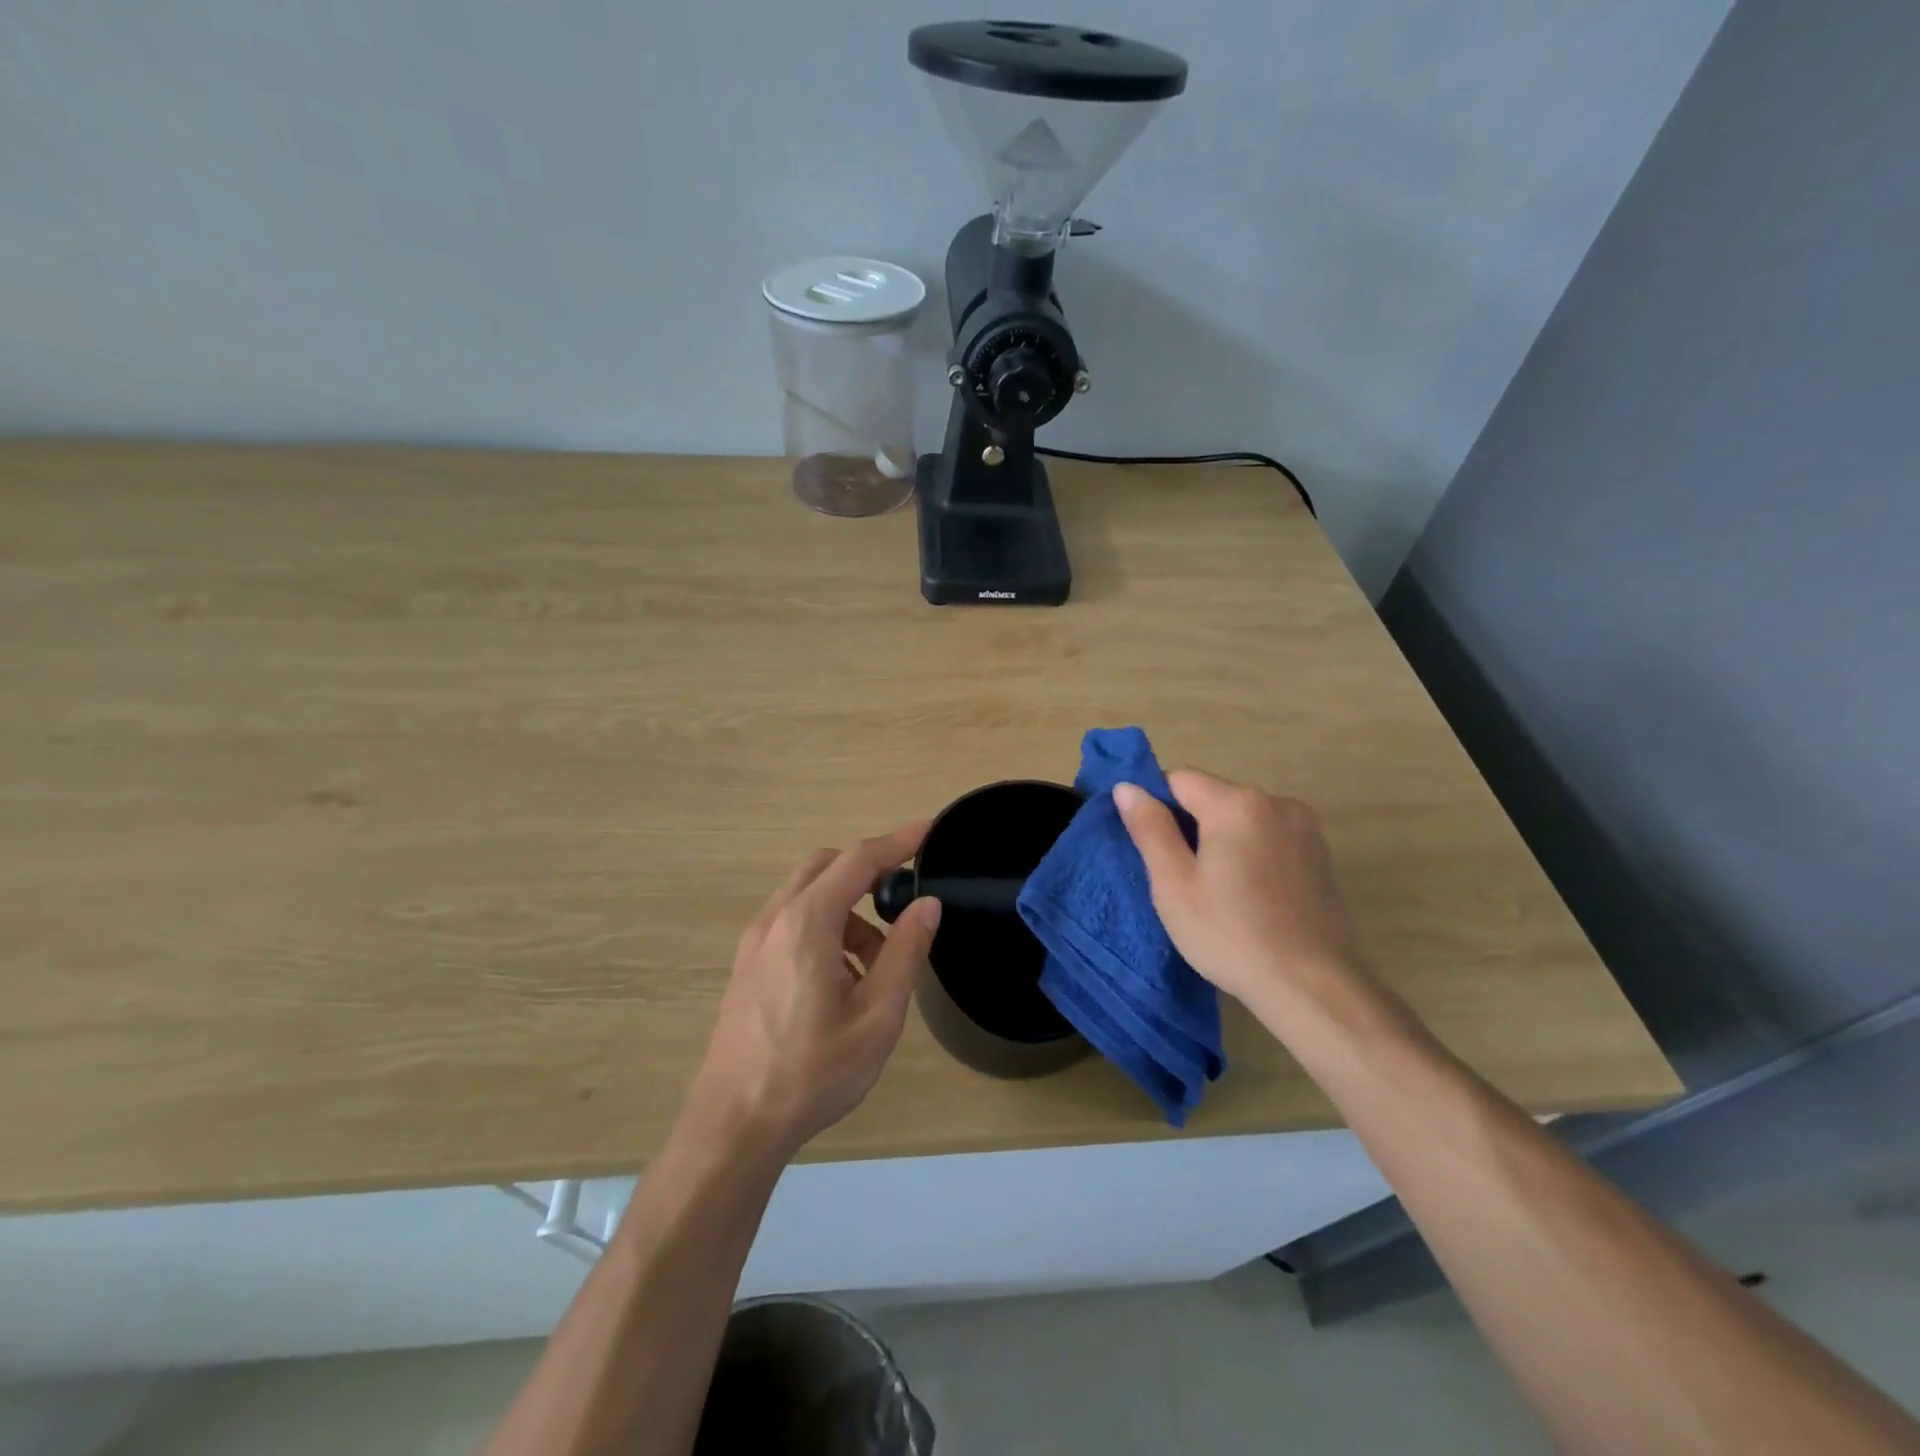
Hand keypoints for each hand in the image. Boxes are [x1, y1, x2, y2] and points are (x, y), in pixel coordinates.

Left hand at [686, 824, 941, 1159]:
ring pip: (807, 896)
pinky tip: (842, 981)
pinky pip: (792, 923)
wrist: (732, 1126)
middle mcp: (775, 919)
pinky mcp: (747, 966)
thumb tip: (926, 903)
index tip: (930, 829)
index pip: (858, 860)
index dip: (897, 841)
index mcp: (807, 922)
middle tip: (903, 900)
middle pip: (826, 867)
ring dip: (848, 910)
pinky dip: (825, 928)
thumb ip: (905, 952)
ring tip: (877, 965)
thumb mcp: (877, 1016)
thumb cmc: (812, 1072)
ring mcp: (755, 943)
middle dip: (868, 872)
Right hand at [1114, 771, 1368, 1018]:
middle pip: (1214, 797)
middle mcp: (1276, 802)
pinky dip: (1251, 854)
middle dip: (1190, 825)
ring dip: (1222, 840)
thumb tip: (1127, 787)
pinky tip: (1250, 896)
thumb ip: (1150, 828)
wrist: (1313, 987)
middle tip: (1179, 877)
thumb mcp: (1174, 883)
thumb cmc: (1231, 934)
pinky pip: (1270, 838)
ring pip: (1243, 819)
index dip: (1156, 806)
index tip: (1151, 847)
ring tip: (1216, 891)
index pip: (1179, 779)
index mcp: (1237, 802)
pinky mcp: (1321, 856)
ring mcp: (1305, 828)